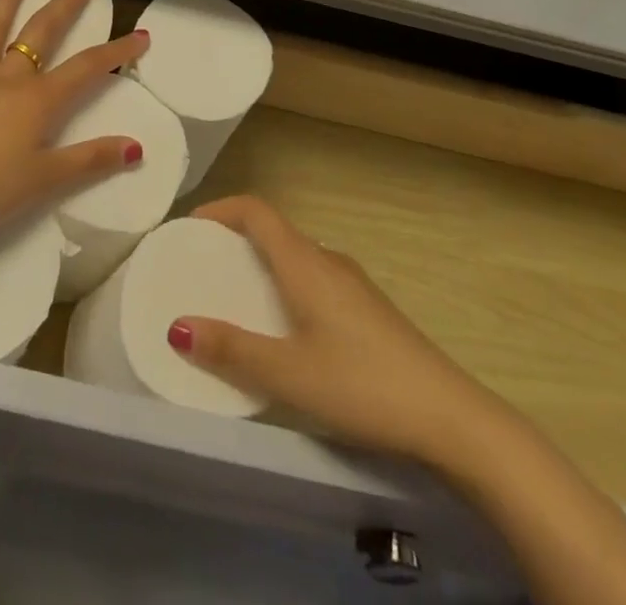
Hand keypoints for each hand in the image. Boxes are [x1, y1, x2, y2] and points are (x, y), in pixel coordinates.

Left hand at [0, 0, 150, 236]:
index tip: (140, 34)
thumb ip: (90, 160)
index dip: (116, 51)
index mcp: (38, 99)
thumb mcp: (46, 179)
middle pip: (39, 33)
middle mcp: (7, 78)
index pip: (87, 68)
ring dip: (6, 1)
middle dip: (63, 7)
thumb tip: (136, 147)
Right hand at [168, 196, 501, 463]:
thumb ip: (232, 349)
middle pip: (273, 231)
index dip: (220, 209)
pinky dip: (284, 286)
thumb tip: (176, 326)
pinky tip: (282, 330)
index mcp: (305, 262)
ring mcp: (352, 284)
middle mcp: (328, 260)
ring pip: (295, 257)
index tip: (189, 227)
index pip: (256, 210)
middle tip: (200, 267)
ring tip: (232, 299)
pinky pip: (312, 279)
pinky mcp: (367, 309)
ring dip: (260, 265)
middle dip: (234, 240)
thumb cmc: (362, 385)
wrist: (449, 416)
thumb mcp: (288, 373)